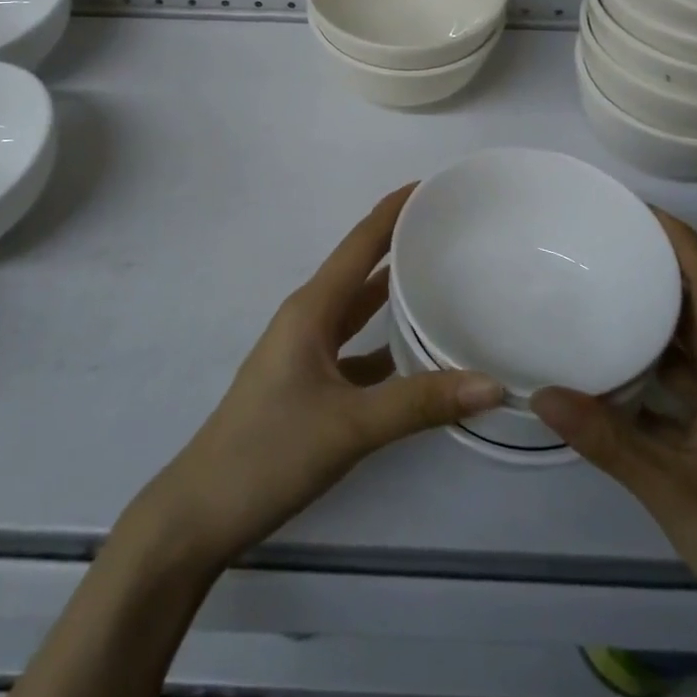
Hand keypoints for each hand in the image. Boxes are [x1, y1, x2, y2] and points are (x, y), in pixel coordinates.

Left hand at [125, 185, 504, 570]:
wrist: (202, 511)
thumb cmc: (270, 452)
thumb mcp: (350, 426)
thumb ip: (421, 402)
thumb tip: (494, 385)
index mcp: (311, 309)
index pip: (360, 244)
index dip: (393, 211)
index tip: (431, 185)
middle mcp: (308, 319)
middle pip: (361, 269)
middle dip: (399, 244)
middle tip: (449, 228)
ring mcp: (306, 353)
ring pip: (358, 310)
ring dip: (393, 292)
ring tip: (442, 276)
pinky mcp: (309, 384)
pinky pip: (355, 348)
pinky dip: (385, 342)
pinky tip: (417, 353)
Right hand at [531, 208, 696, 662]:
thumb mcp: (675, 493)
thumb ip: (608, 442)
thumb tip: (539, 393)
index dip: (677, 237)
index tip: (633, 207)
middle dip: (660, 260)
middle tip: (604, 240)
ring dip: (659, 306)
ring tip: (605, 285)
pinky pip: (695, 370)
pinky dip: (660, 353)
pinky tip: (621, 362)